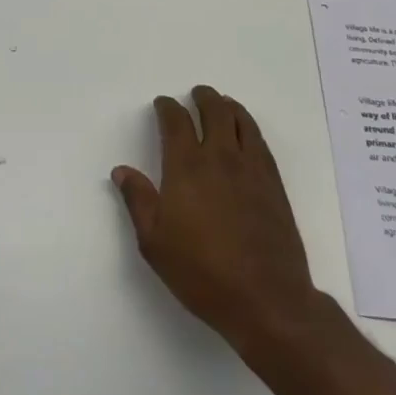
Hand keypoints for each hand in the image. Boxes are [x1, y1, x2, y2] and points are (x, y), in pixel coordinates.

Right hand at [112, 87, 320, 352]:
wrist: (266, 300)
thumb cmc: (202, 272)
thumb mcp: (154, 242)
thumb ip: (138, 200)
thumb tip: (121, 171)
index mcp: (186, 166)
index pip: (175, 121)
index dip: (167, 107)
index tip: (162, 105)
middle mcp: (220, 157)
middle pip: (213, 110)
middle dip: (202, 97)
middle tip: (195, 94)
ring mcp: (251, 168)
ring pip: (241, 120)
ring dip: (228, 106)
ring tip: (222, 104)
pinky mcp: (274, 184)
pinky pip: (260, 141)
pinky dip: (249, 127)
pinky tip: (245, 134)